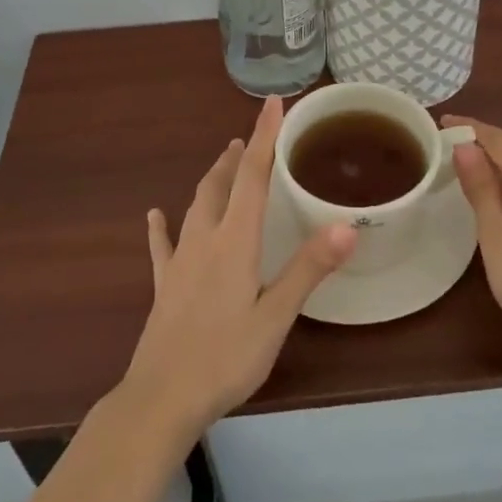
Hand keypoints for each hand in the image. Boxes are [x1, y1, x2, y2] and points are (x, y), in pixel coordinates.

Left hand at [117, 96, 356, 441]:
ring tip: (223, 162)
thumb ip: (309, 268)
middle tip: (250, 138)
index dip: (265, 137)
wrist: (161, 399)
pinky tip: (155, 215)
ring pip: (196, 206)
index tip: (273, 103)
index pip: (254, 176)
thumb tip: (346, 224)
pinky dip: (162, 226)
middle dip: (238, 156)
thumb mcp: (275, 316)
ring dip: (212, 180)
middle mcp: (205, 240)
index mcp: (235, 241)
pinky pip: (163, 246)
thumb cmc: (225, 358)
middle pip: (221, 184)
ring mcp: (180, 261)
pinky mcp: (165, 285)